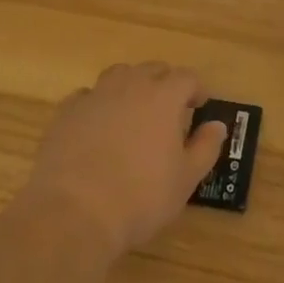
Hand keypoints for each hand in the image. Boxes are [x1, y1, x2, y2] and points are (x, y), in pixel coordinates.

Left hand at [22, 63, 227, 259]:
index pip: (186, 77)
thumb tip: (217, 125)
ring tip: (133, 109)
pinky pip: (86, 96)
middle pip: (152, 69)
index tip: (200, 105)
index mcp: (163, 97)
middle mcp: (130, 86)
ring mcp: (95, 96)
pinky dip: (97, 103)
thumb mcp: (185, 180)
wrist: (73, 213)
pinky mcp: (66, 113)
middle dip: (165, 82)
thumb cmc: (139, 198)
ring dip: (130, 85)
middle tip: (169, 107)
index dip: (196, 88)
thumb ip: (205, 148)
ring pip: (118, 75)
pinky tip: (97, 124)